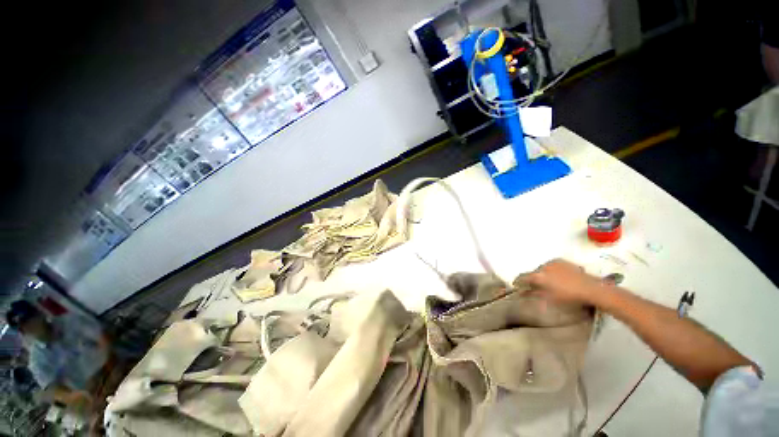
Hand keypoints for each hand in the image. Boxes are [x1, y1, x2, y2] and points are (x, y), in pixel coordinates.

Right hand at [521, 259, 606, 304]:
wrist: (590, 289)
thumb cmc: (568, 297)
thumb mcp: (549, 298)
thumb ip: (534, 294)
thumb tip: (523, 292)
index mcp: (538, 276)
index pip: (522, 277)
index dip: (518, 282)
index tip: (516, 285)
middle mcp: (543, 267)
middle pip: (533, 273)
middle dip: (533, 279)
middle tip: (536, 286)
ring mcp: (553, 263)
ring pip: (542, 269)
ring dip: (543, 274)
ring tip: (549, 282)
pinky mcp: (562, 261)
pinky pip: (552, 266)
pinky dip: (551, 271)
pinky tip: (558, 277)